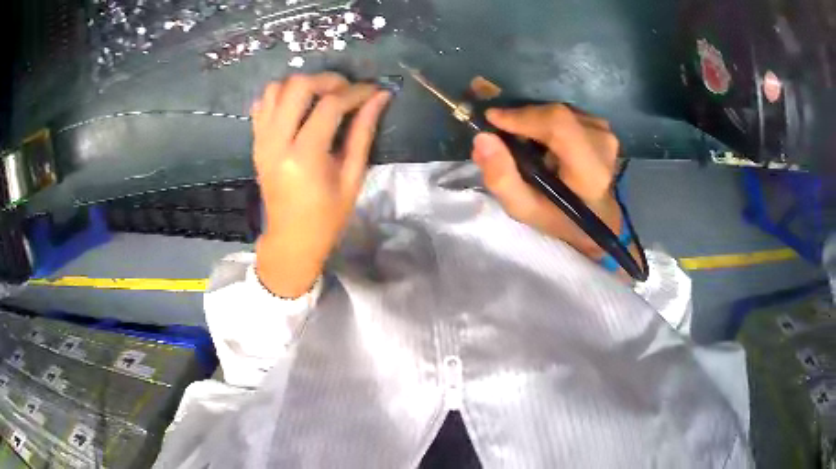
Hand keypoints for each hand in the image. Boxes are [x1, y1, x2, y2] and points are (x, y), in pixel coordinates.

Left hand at [252, 73, 391, 296]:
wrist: (291, 238)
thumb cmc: (327, 216)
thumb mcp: (352, 177)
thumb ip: (363, 133)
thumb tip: (379, 98)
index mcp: (304, 156)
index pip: (330, 105)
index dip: (356, 92)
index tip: (373, 91)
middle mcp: (277, 142)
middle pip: (297, 86)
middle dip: (327, 80)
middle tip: (346, 90)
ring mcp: (261, 141)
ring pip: (275, 89)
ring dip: (301, 85)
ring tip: (322, 96)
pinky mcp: (256, 142)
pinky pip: (262, 104)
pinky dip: (280, 96)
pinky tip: (298, 107)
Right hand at [471, 104, 622, 259]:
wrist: (597, 216)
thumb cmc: (560, 216)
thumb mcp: (524, 209)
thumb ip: (501, 179)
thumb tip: (482, 138)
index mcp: (590, 171)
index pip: (559, 126)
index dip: (523, 116)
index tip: (492, 119)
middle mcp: (603, 144)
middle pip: (554, 116)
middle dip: (522, 120)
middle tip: (501, 134)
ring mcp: (604, 132)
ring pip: (557, 112)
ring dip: (534, 122)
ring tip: (523, 142)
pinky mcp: (601, 125)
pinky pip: (565, 113)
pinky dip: (546, 121)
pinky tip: (541, 139)